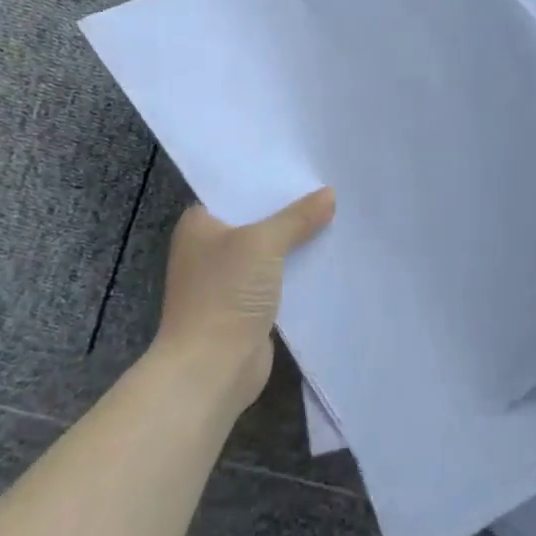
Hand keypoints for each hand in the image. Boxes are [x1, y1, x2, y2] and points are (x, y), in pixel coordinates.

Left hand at [157, 188, 334, 405]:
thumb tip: (329, 194)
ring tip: (337, 216)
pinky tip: (328, 256)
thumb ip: (297, 217)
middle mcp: (209, 249)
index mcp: (198, 225)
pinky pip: (278, 278)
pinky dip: (299, 270)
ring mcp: (227, 280)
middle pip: (257, 220)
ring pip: (270, 251)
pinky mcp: (247, 307)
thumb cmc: (225, 294)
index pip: (236, 191)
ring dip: (297, 241)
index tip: (305, 167)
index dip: (269, 180)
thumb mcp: (263, 243)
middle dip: (290, 210)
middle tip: (330, 188)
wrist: (211, 368)